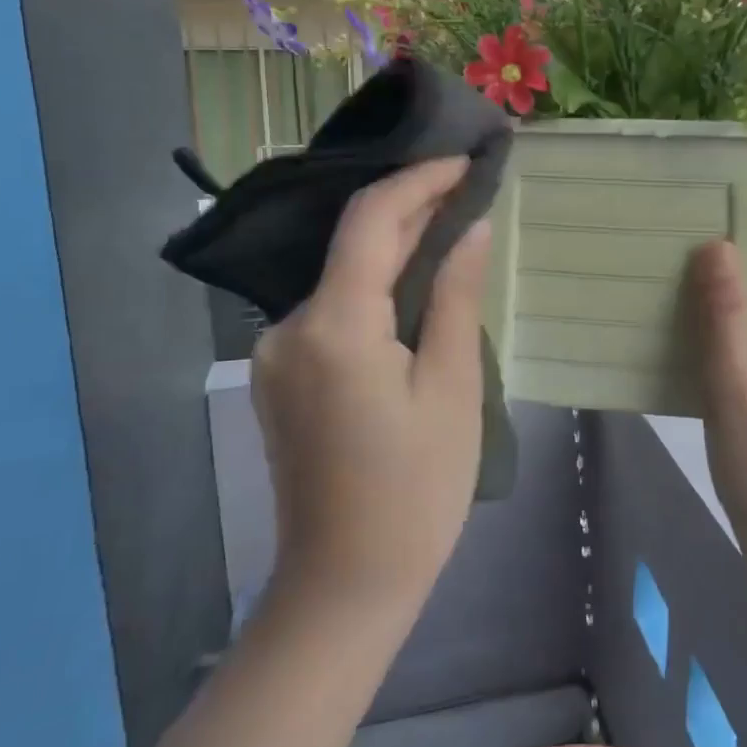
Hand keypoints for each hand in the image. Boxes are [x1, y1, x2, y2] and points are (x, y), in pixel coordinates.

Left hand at [251, 157, 491, 606]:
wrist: (344, 586)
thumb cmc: (416, 491)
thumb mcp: (452, 388)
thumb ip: (454, 296)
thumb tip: (471, 227)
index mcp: (334, 326)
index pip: (370, 220)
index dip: (417, 181)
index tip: (463, 161)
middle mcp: (289, 326)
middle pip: (352, 245)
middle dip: (410, 210)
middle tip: (467, 187)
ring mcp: (276, 351)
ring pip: (341, 276)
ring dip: (393, 248)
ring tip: (450, 228)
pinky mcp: (280, 373)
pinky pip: (332, 309)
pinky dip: (373, 288)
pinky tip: (412, 287)